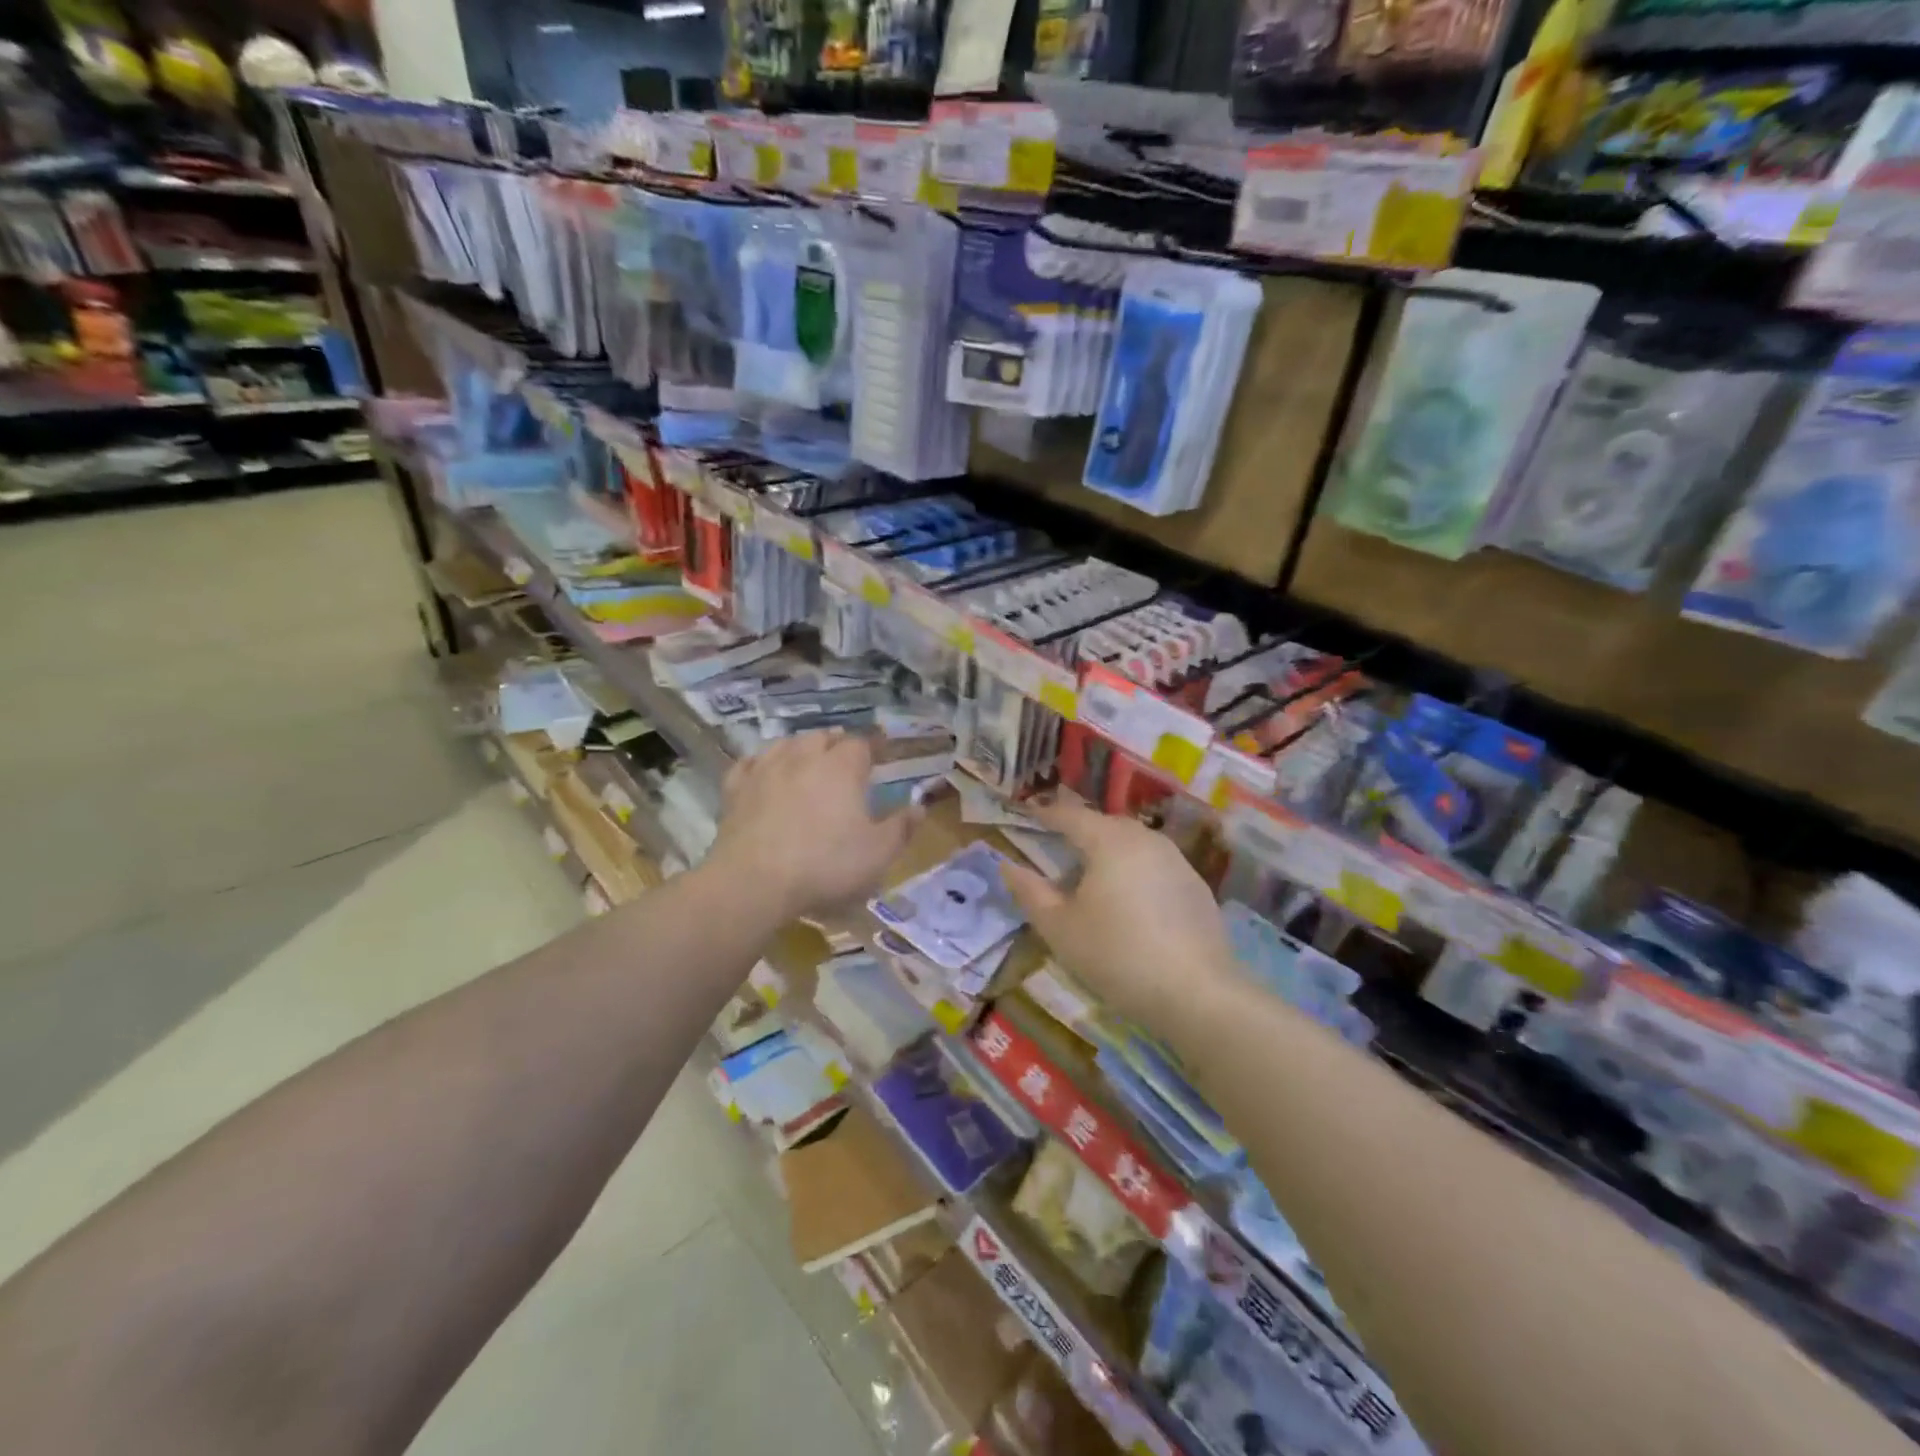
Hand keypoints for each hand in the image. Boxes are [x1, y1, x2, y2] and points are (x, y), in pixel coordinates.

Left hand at [707, 730, 918, 922]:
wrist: (754, 882)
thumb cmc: (826, 865)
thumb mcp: (878, 853)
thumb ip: (901, 828)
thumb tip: (920, 806)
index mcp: (841, 768)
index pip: (861, 744)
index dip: (873, 747)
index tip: (880, 754)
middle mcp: (803, 758)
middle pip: (821, 737)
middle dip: (835, 743)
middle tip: (844, 755)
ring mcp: (765, 770)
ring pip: (785, 744)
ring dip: (799, 747)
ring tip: (806, 756)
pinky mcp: (736, 790)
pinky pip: (749, 764)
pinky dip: (760, 763)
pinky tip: (762, 769)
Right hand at [1000, 800, 1237, 1035]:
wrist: (1198, 994)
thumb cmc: (1118, 955)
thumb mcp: (1060, 928)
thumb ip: (1030, 892)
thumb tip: (1006, 864)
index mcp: (1109, 840)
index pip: (1070, 815)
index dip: (1045, 814)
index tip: (1027, 814)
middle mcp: (1145, 839)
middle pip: (1104, 824)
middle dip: (1078, 831)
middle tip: (1056, 846)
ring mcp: (1176, 861)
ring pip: (1133, 843)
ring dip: (1108, 851)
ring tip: (1090, 875)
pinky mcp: (1196, 887)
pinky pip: (1154, 865)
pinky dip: (1134, 871)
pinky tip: (1128, 901)